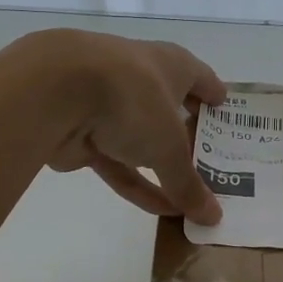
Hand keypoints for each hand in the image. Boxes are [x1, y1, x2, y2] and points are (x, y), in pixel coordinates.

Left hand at [27, 30, 226, 222]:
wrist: (53, 92)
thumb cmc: (132, 98)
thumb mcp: (169, 146)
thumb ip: (189, 182)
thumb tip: (213, 217)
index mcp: (170, 64)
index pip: (201, 78)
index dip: (215, 97)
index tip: (229, 115)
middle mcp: (142, 79)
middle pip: (170, 109)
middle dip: (189, 135)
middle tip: (215, 161)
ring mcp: (109, 107)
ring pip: (143, 141)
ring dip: (162, 167)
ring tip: (192, 193)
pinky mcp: (84, 136)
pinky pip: (119, 165)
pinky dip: (138, 185)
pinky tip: (162, 210)